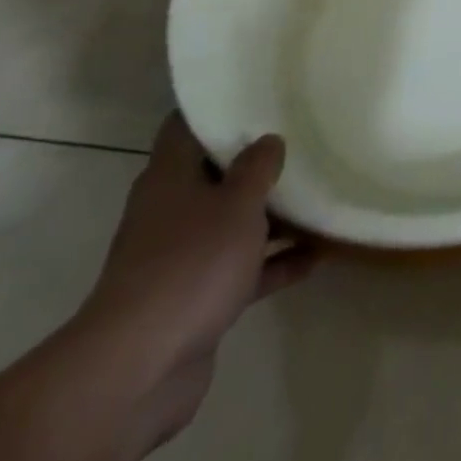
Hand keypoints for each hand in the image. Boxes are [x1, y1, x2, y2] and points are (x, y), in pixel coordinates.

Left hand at [76, 115, 315, 444]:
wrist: (140, 369)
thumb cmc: (190, 265)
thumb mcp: (237, 204)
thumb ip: (258, 168)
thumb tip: (268, 140)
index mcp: (169, 180)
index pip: (186, 128)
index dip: (217, 107)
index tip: (256, 91)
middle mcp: (171, 213)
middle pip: (215, 175)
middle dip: (256, 161)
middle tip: (304, 137)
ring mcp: (182, 259)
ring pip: (233, 224)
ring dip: (272, 214)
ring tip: (320, 194)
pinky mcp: (197, 300)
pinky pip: (244, 269)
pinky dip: (275, 261)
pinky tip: (317, 254)